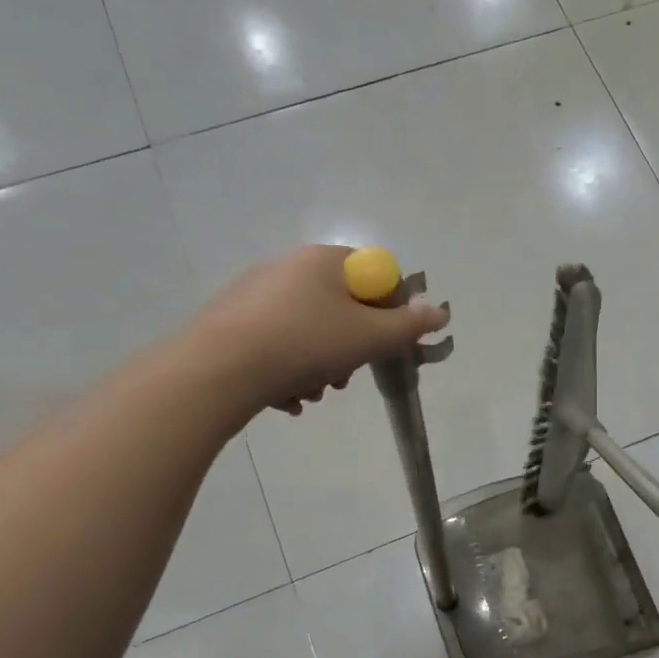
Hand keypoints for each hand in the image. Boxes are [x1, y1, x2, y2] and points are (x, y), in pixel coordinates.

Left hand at [194, 246, 449, 415]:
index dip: (389, 309)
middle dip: (352, 347)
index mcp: (324, 259)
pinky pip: (277, 345)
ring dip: (321, 366)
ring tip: (314, 393)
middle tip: (347, 376)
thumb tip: (440, 311)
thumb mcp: (370, 336)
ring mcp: (255, 295)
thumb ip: (410, 325)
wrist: (218, 370)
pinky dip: (288, 371)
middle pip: (341, 307)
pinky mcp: (231, 324)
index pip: (375, 274)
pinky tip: (285, 398)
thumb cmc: (305, 343)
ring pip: (309, 332)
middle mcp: (288, 268)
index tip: (385, 342)